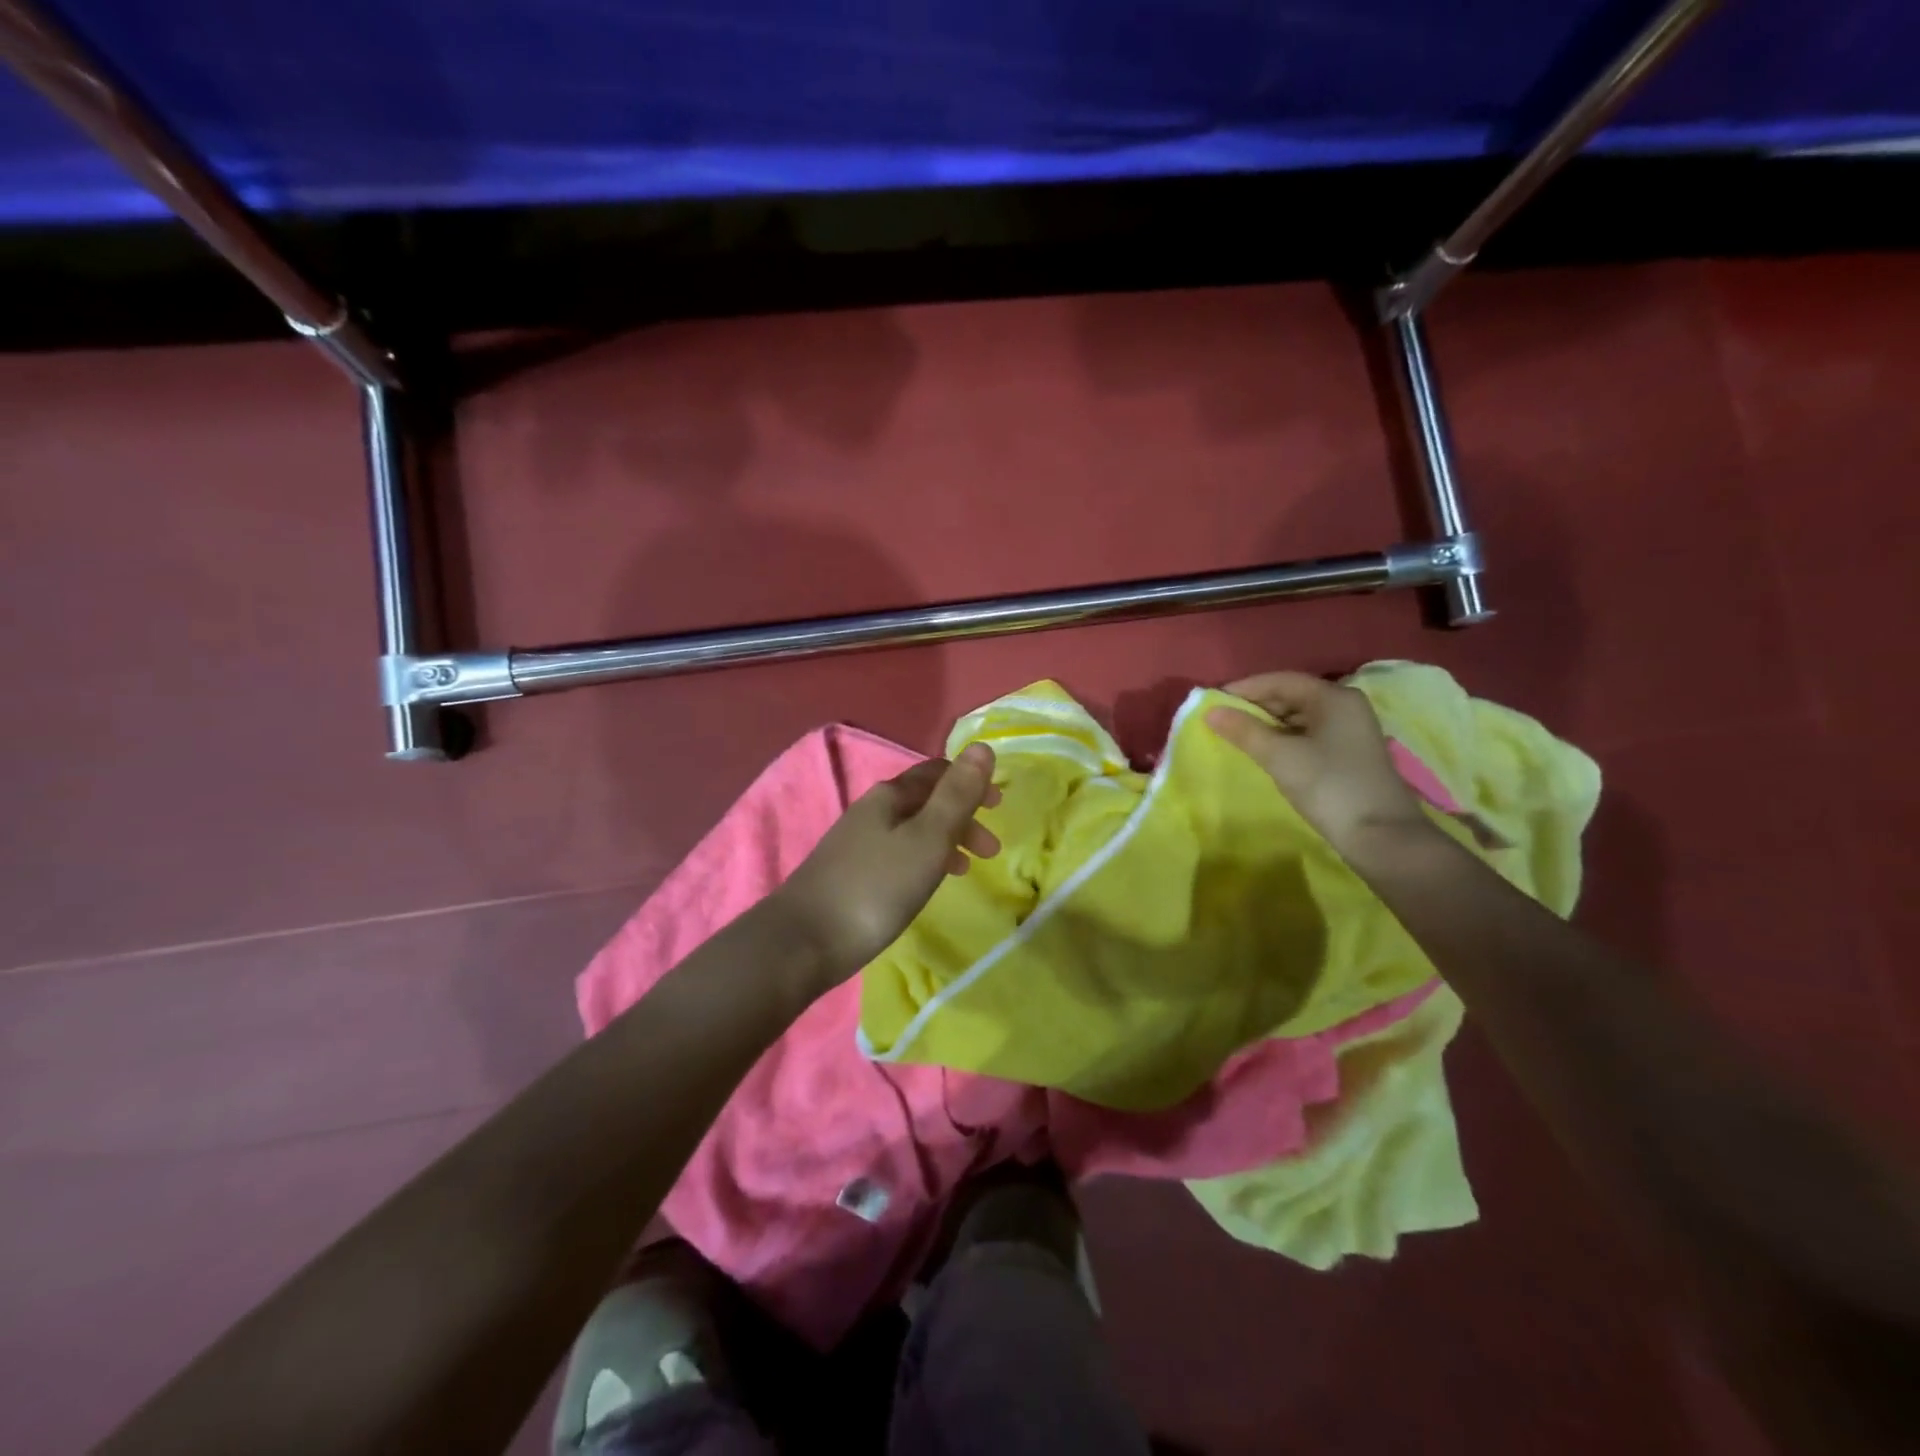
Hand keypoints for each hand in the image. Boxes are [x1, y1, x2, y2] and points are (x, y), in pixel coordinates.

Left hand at [773, 743, 1001, 988]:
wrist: (803, 941)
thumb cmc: (876, 887)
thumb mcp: (928, 838)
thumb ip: (957, 795)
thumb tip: (983, 746)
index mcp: (890, 795)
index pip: (937, 772)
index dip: (970, 783)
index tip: (999, 806)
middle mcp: (871, 811)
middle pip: (925, 801)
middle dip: (962, 817)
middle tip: (990, 849)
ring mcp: (856, 843)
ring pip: (912, 830)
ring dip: (944, 841)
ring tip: (966, 869)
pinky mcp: (849, 874)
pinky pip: (897, 854)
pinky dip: (922, 860)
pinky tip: (925, 885)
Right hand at [1206, 672, 1433, 857]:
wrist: (1381, 836)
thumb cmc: (1329, 786)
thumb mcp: (1279, 756)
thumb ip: (1244, 730)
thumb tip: (1210, 711)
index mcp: (1333, 697)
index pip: (1280, 680)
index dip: (1244, 689)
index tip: (1212, 703)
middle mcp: (1345, 706)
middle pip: (1291, 695)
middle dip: (1255, 707)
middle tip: (1221, 722)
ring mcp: (1351, 730)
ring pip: (1299, 717)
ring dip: (1267, 724)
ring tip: (1237, 738)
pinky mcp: (1349, 753)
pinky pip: (1309, 735)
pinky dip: (1283, 739)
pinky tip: (1265, 753)